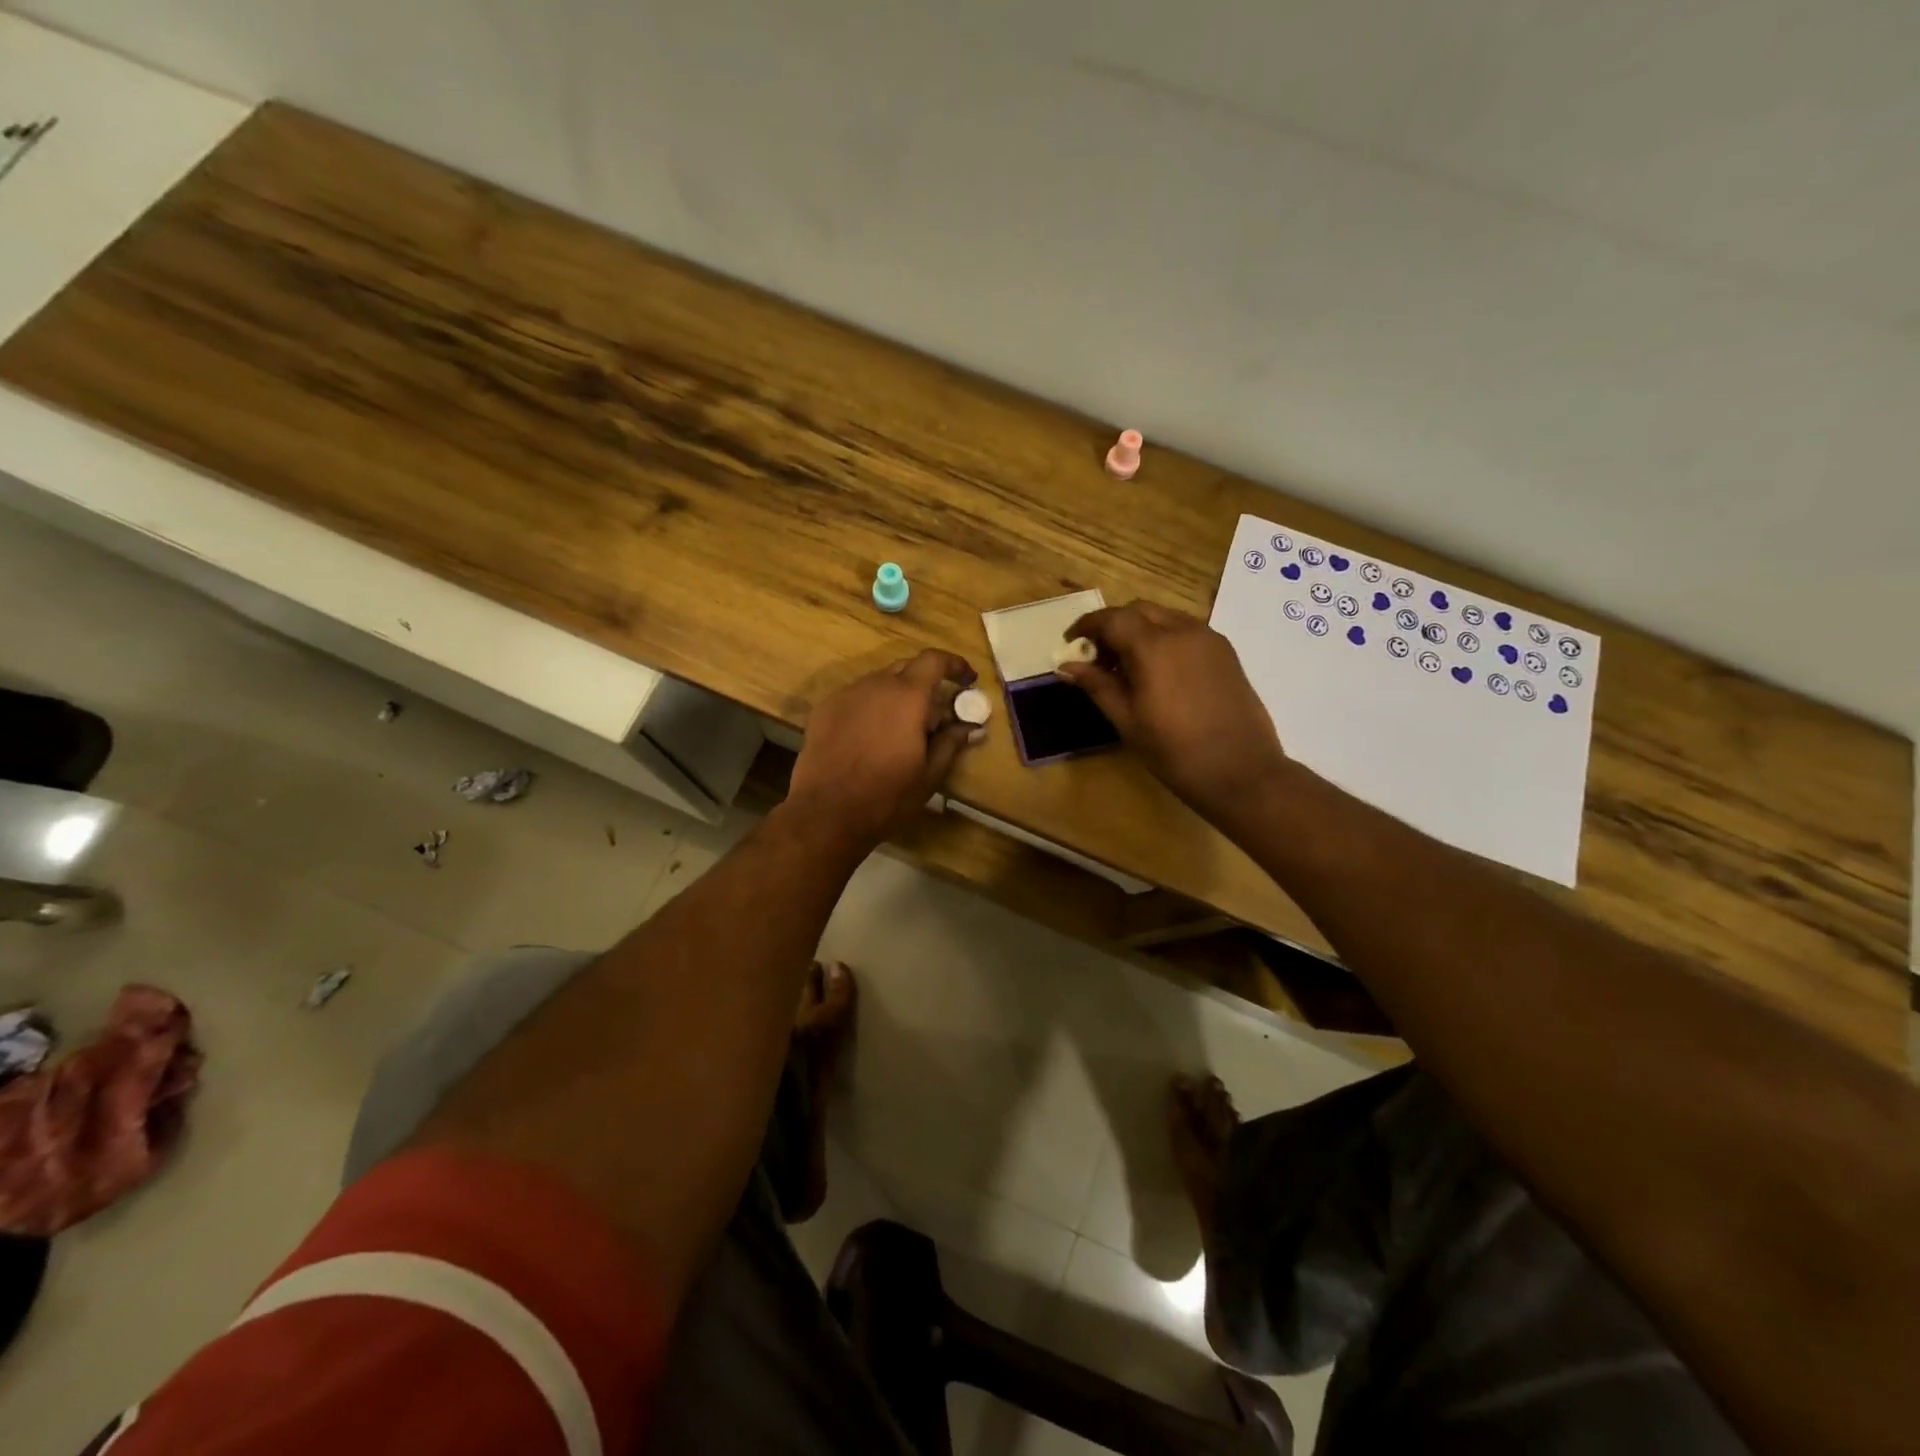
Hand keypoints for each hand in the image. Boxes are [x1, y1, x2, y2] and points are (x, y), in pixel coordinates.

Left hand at [788, 649, 978, 847]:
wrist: (826, 811)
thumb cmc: (887, 795)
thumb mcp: (929, 773)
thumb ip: (951, 742)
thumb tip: (971, 727)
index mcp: (907, 696)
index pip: (934, 660)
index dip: (954, 665)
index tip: (967, 680)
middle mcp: (876, 684)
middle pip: (906, 667)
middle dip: (926, 682)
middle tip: (936, 712)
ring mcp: (846, 694)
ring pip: (879, 682)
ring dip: (896, 695)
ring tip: (902, 728)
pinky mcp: (824, 708)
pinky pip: (856, 697)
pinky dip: (871, 706)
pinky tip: (871, 736)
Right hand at [1058, 601, 1287, 823]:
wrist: (1241, 771)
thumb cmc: (1174, 751)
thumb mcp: (1127, 720)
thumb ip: (1097, 685)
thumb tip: (1067, 666)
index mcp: (1153, 646)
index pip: (1111, 618)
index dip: (1086, 626)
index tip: (1070, 643)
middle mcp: (1182, 630)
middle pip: (1138, 610)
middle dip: (1113, 625)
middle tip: (1098, 658)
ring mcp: (1209, 638)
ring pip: (1164, 617)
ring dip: (1140, 630)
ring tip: (1128, 667)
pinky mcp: (1226, 652)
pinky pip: (1186, 631)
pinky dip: (1164, 638)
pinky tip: (1159, 672)